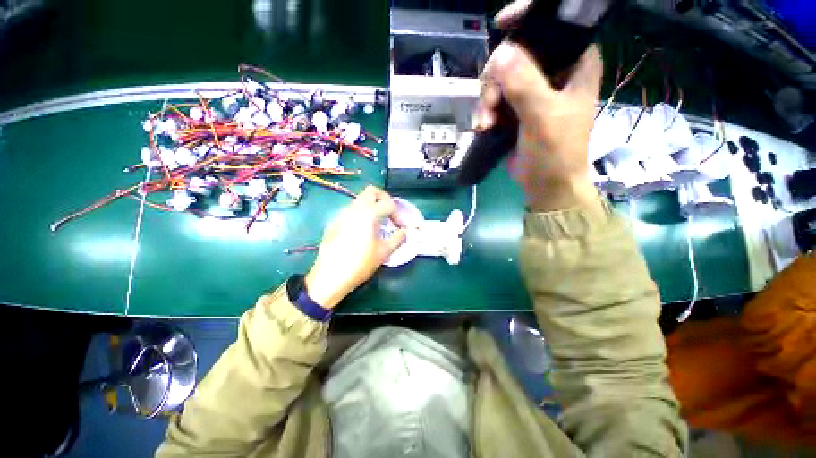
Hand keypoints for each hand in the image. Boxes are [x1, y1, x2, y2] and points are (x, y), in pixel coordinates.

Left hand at [305, 186, 406, 309]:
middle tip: (390, 213)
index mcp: (369, 213)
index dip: (398, 214)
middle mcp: (354, 208)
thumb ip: (398, 238)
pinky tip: (362, 231)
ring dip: (372, 206)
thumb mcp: (384, 252)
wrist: (330, 276)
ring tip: (377, 223)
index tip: (400, 226)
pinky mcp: (334, 221)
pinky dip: (360, 213)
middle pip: (371, 191)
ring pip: (359, 200)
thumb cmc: (360, 263)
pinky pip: (350, 210)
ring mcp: (342, 214)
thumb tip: (406, 232)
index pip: (388, 203)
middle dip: (384, 199)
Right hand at [474, 0, 602, 210]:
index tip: (501, 24)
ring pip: (500, 78)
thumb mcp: (543, 118)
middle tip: (490, 103)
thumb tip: (500, 55)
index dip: (527, 18)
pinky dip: (485, 111)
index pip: (554, 26)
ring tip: (485, 123)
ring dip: (487, 99)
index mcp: (574, 63)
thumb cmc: (556, 152)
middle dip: (496, 78)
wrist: (546, 184)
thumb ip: (525, 85)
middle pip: (516, 54)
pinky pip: (494, 98)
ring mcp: (532, 90)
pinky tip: (483, 127)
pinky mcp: (516, 109)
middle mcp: (553, 71)